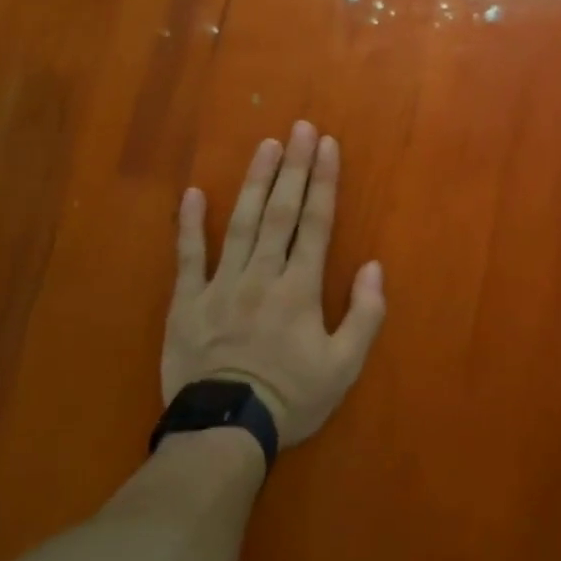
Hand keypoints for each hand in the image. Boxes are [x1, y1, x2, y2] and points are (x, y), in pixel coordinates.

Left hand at [163, 121, 386, 448]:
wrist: (224, 432)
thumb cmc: (289, 399)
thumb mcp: (344, 368)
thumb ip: (364, 315)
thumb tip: (374, 266)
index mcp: (299, 288)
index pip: (316, 223)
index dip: (324, 181)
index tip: (328, 145)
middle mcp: (262, 275)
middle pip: (281, 212)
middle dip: (294, 167)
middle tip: (301, 128)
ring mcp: (221, 285)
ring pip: (240, 223)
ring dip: (254, 181)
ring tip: (266, 146)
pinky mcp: (187, 302)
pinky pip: (188, 257)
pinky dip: (189, 225)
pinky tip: (192, 193)